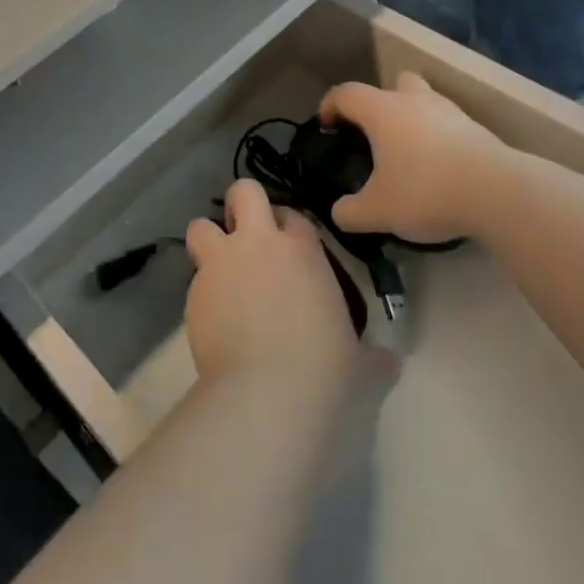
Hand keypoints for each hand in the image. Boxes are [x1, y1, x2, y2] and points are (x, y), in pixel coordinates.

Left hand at [185, 181, 356, 397]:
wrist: (267, 392)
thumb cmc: (324, 369)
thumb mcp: (357, 360)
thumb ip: (372, 354)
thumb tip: (391, 362)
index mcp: (302, 249)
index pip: (292, 214)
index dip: (287, 224)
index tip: (287, 243)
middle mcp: (258, 242)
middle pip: (243, 191)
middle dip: (241, 204)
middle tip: (245, 232)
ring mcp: (221, 262)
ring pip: (200, 226)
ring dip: (208, 240)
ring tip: (218, 268)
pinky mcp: (193, 291)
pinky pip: (193, 277)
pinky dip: (202, 290)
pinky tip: (214, 318)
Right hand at [320, 72, 519, 244]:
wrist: (499, 193)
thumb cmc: (425, 191)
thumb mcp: (377, 211)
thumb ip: (350, 212)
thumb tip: (339, 213)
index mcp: (382, 111)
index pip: (346, 93)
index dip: (331, 105)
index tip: (327, 126)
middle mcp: (415, 101)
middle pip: (395, 83)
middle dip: (383, 102)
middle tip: (377, 134)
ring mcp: (451, 113)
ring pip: (426, 102)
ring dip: (415, 120)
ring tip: (410, 157)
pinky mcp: (478, 131)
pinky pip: (450, 126)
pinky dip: (441, 141)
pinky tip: (440, 171)